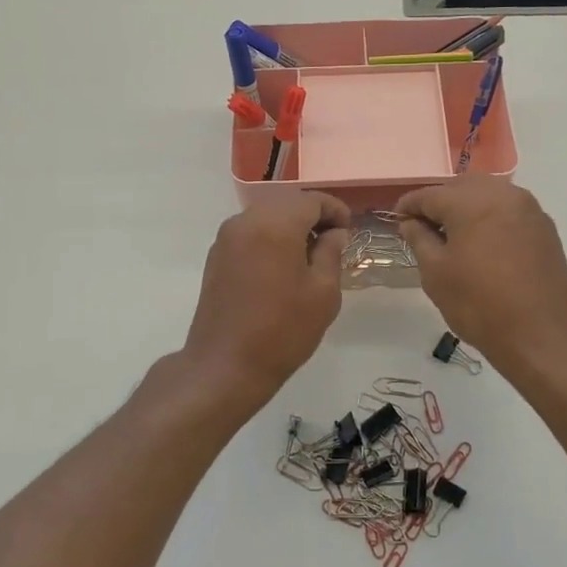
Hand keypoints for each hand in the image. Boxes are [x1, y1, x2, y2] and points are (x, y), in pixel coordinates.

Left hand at [180, 189, 351, 405]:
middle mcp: (246, 221)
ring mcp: (226, 238)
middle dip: (313, 216)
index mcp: (275, 224)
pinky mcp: (216, 256)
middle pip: (287, 203)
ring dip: (290, 226)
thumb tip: (334, 233)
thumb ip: (331, 253)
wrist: (225, 366)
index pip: (312, 200)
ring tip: (310, 256)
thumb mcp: (323, 293)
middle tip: (333, 241)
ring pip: (266, 216)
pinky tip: (282, 266)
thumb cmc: (282, 330)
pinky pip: (250, 233)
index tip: (349, 230)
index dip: (335, 210)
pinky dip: (270, 237)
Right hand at [397, 176, 566, 378]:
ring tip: (452, 237)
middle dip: (439, 203)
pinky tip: (481, 244)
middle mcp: (503, 194)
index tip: (396, 220)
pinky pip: (508, 210)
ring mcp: (529, 209)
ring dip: (466, 208)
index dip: (408, 206)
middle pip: (460, 187)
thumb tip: (410, 222)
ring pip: (487, 195)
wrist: (543, 337)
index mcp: (471, 201)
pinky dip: (490, 218)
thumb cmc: (480, 305)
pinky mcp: (545, 227)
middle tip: (422, 228)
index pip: (429, 194)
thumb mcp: (436, 273)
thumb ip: (419, 239)